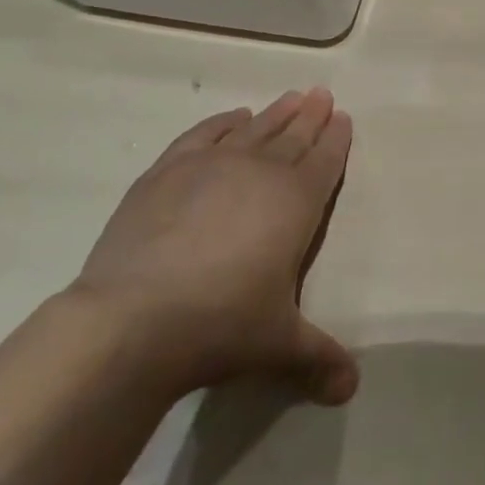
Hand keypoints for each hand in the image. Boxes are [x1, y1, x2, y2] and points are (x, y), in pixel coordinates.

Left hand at [69, 88, 357, 405]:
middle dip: (311, 116)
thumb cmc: (220, 325)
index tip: (344, 118)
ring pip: (255, 129)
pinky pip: (205, 135)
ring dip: (276, 113)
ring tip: (291, 97)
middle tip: (322, 94)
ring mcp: (213, 165)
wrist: (133, 319)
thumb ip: (318, 358)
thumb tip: (351, 390)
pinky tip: (233, 118)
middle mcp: (261, 172)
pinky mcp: (168, 171)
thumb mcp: (278, 345)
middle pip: (294, 135)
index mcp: (297, 202)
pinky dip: (222, 123)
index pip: (325, 160)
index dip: (337, 139)